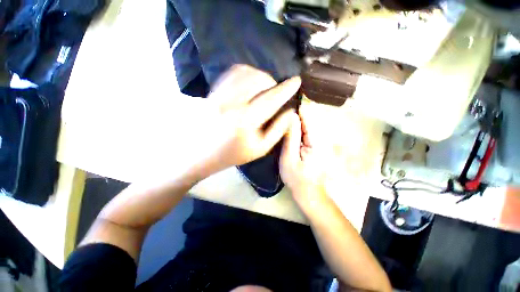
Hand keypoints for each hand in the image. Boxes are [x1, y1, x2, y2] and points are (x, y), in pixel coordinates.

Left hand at [197, 65, 300, 176]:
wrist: (203, 153)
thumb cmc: (234, 154)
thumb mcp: (261, 148)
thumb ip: (278, 130)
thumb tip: (290, 112)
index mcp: (246, 121)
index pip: (271, 98)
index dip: (286, 89)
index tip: (296, 80)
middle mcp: (232, 104)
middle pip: (258, 80)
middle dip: (273, 82)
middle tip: (276, 91)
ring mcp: (220, 95)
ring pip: (245, 72)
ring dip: (260, 76)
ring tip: (264, 87)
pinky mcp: (213, 92)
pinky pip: (232, 73)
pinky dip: (245, 73)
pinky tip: (250, 83)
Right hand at [280, 107, 329, 210]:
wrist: (309, 192)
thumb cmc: (297, 178)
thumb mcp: (289, 158)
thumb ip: (291, 136)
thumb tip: (291, 116)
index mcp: (316, 140)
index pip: (308, 116)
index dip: (296, 108)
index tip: (283, 105)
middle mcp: (321, 137)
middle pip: (308, 117)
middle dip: (294, 113)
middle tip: (279, 114)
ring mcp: (319, 140)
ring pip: (307, 122)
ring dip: (295, 119)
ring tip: (281, 119)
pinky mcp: (315, 143)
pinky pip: (306, 130)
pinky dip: (297, 126)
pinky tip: (288, 128)